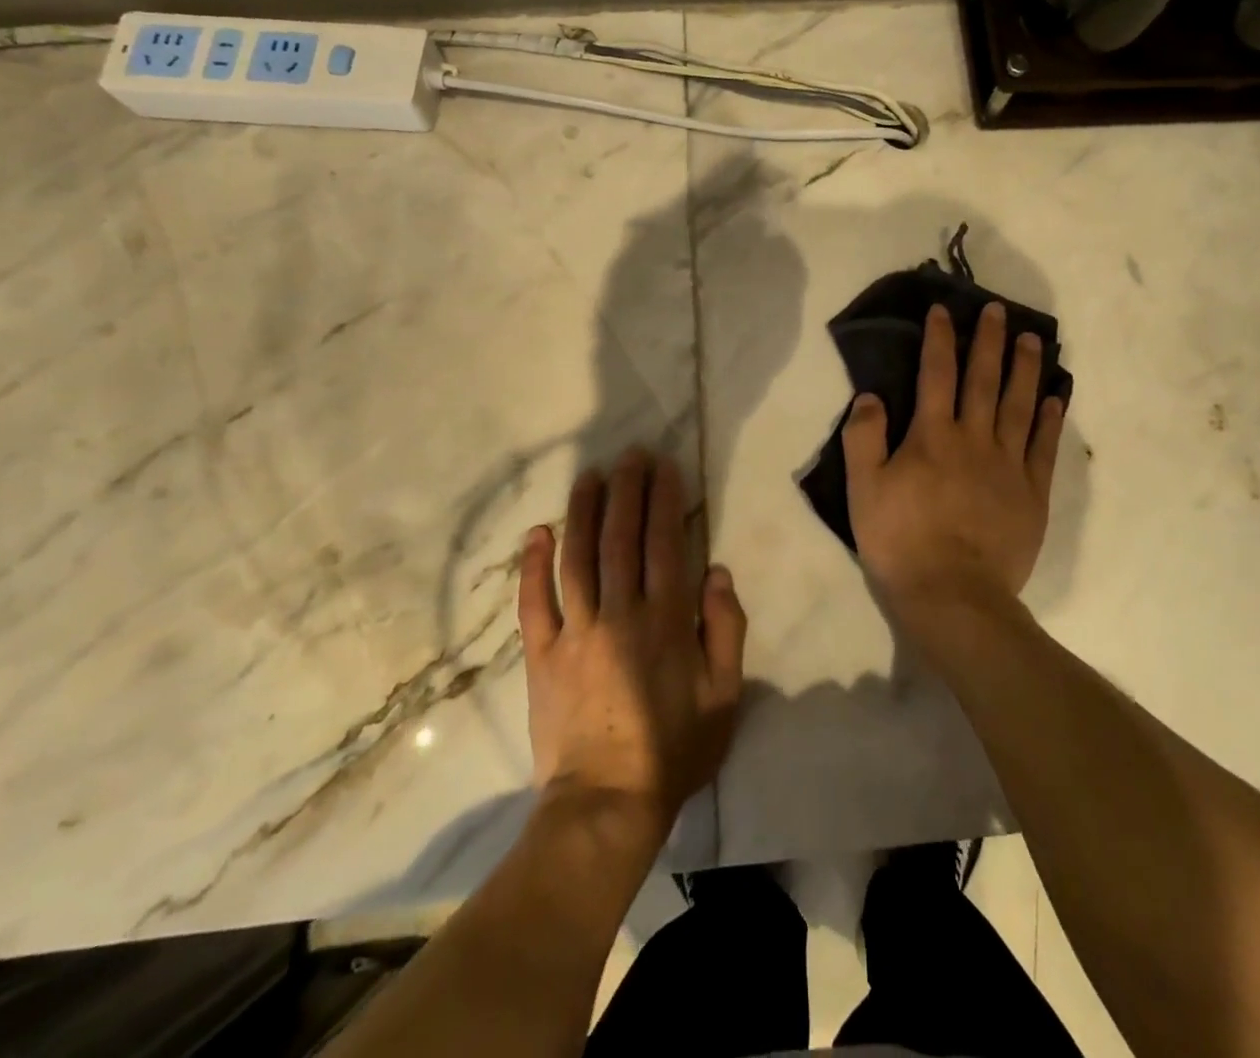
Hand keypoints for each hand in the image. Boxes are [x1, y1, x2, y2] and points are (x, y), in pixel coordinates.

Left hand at [517, 449, 747, 840]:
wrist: (605, 804)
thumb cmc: (674, 749)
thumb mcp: (725, 695)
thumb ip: (725, 628)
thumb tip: (716, 570)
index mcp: (666, 620)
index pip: (665, 543)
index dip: (665, 500)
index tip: (665, 466)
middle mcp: (620, 613)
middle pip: (621, 538)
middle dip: (627, 490)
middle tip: (630, 454)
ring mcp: (575, 632)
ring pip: (578, 558)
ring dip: (583, 511)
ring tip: (590, 475)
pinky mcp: (542, 655)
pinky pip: (534, 602)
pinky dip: (533, 565)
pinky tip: (537, 532)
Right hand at [842, 301, 1064, 631]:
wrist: (953, 595)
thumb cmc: (900, 541)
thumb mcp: (863, 490)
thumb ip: (864, 438)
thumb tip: (871, 395)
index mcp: (932, 436)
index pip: (936, 374)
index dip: (940, 339)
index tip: (944, 310)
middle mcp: (974, 439)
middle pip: (984, 380)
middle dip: (989, 341)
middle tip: (998, 309)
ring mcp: (1008, 465)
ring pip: (1019, 405)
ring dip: (1025, 369)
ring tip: (1032, 340)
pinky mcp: (1032, 493)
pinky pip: (1044, 447)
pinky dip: (1050, 419)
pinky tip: (1056, 397)